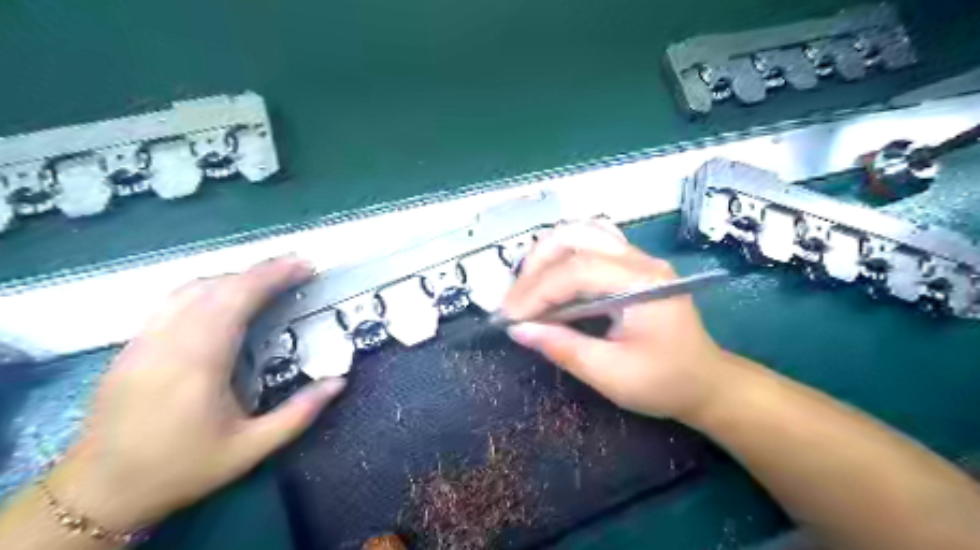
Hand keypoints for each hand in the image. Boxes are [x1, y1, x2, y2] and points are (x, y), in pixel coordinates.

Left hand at [45, 256, 343, 532]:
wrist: (98, 492)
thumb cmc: (183, 469)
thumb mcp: (251, 449)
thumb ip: (300, 413)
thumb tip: (339, 381)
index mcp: (199, 363)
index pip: (236, 300)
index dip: (272, 276)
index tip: (305, 266)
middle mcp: (167, 342)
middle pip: (217, 287)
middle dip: (261, 271)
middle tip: (298, 267)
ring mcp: (143, 341)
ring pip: (190, 289)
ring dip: (234, 277)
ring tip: (268, 280)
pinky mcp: (131, 347)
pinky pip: (172, 302)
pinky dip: (208, 289)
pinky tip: (225, 299)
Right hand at [505, 221, 725, 418]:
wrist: (706, 381)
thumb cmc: (665, 382)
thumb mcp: (612, 374)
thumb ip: (563, 348)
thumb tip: (518, 330)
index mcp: (643, 283)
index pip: (577, 271)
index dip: (537, 292)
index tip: (510, 317)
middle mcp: (640, 260)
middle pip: (575, 237)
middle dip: (536, 267)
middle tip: (515, 302)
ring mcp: (637, 257)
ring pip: (580, 233)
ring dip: (546, 256)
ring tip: (526, 289)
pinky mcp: (631, 264)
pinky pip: (589, 243)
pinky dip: (562, 256)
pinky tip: (550, 277)